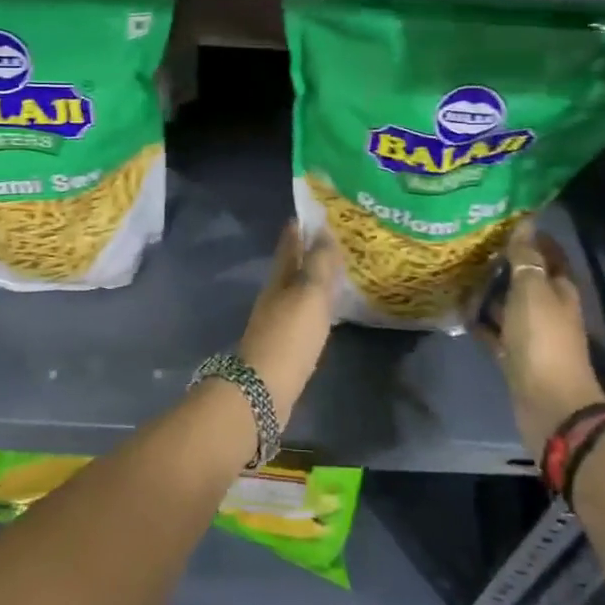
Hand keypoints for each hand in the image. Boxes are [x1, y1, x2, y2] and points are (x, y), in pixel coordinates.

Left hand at [238, 221, 342, 419]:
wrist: (264, 391)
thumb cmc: (289, 336)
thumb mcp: (309, 294)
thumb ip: (318, 263)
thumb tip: (324, 231)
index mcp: (279, 279)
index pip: (289, 245)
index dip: (299, 229)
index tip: (315, 213)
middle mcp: (275, 296)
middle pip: (293, 267)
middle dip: (310, 252)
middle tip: (337, 240)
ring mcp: (278, 322)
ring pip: (299, 291)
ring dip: (315, 280)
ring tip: (340, 272)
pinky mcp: (286, 346)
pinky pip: (304, 315)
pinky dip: (317, 307)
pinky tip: (331, 312)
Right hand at [477, 221, 604, 453]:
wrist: (548, 403)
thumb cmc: (543, 340)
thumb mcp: (533, 291)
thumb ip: (526, 258)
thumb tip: (524, 224)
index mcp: (560, 290)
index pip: (550, 254)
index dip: (532, 236)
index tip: (503, 219)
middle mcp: (548, 309)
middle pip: (527, 279)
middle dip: (505, 262)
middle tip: (471, 242)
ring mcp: (531, 334)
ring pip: (508, 305)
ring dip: (489, 291)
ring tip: (458, 270)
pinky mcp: (514, 356)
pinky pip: (494, 332)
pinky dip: (480, 321)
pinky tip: (458, 308)